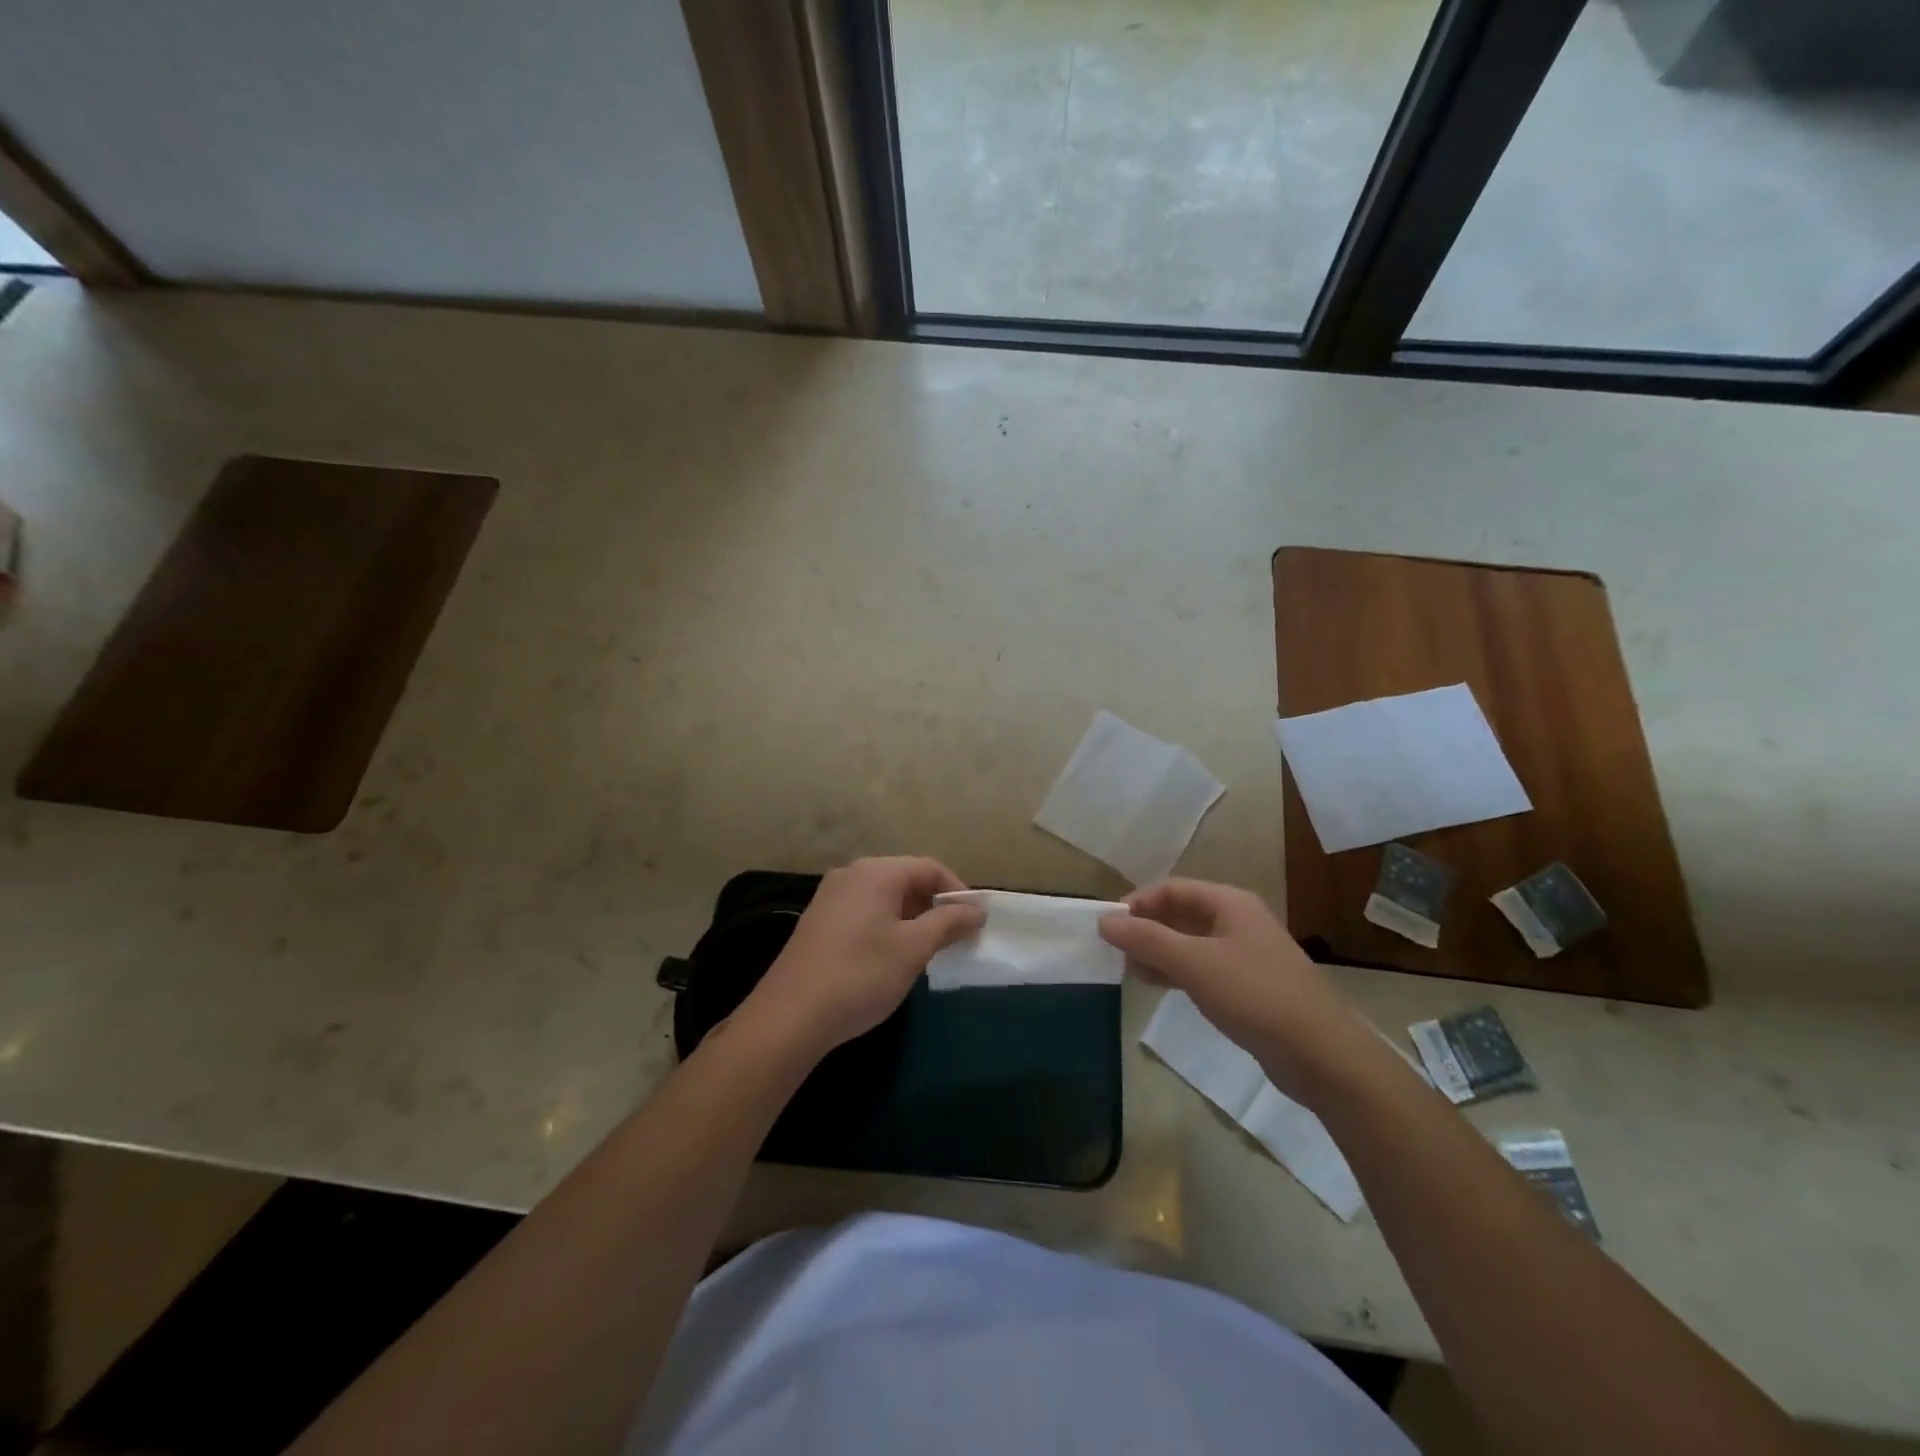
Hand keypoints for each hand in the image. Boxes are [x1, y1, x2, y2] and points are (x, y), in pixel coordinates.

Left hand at [740, 857, 984, 1063]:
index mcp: (876, 872)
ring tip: (926, 951)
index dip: (957, 891)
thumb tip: (975, 910)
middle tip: (953, 939)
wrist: (789, 1016)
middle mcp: (851, 874)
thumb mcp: (913, 949)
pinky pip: (864, 910)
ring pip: (884, 896)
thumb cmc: (860, 975)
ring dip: (911, 917)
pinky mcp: (819, 920)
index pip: (929, 867)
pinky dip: (886, 925)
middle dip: (934, 905)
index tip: (974, 922)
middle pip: (905, 878)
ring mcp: (831, 896)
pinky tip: (890, 957)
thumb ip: (948, 923)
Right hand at [1100, 879, 1381, 1104]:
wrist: (1323, 1055)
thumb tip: (1104, 921)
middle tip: (1113, 951)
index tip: (1107, 927)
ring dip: (1158, 951)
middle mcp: (1237, 921)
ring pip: (1189, 942)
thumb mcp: (1194, 963)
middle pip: (1180, 913)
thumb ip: (1147, 940)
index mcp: (1229, 903)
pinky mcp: (1248, 985)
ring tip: (1128, 970)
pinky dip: (1176, 971)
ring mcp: (1245, 954)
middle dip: (1145, 928)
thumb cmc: (1255, 995)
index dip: (1137, 903)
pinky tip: (1156, 985)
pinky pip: (1202, 967)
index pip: (1171, 888)